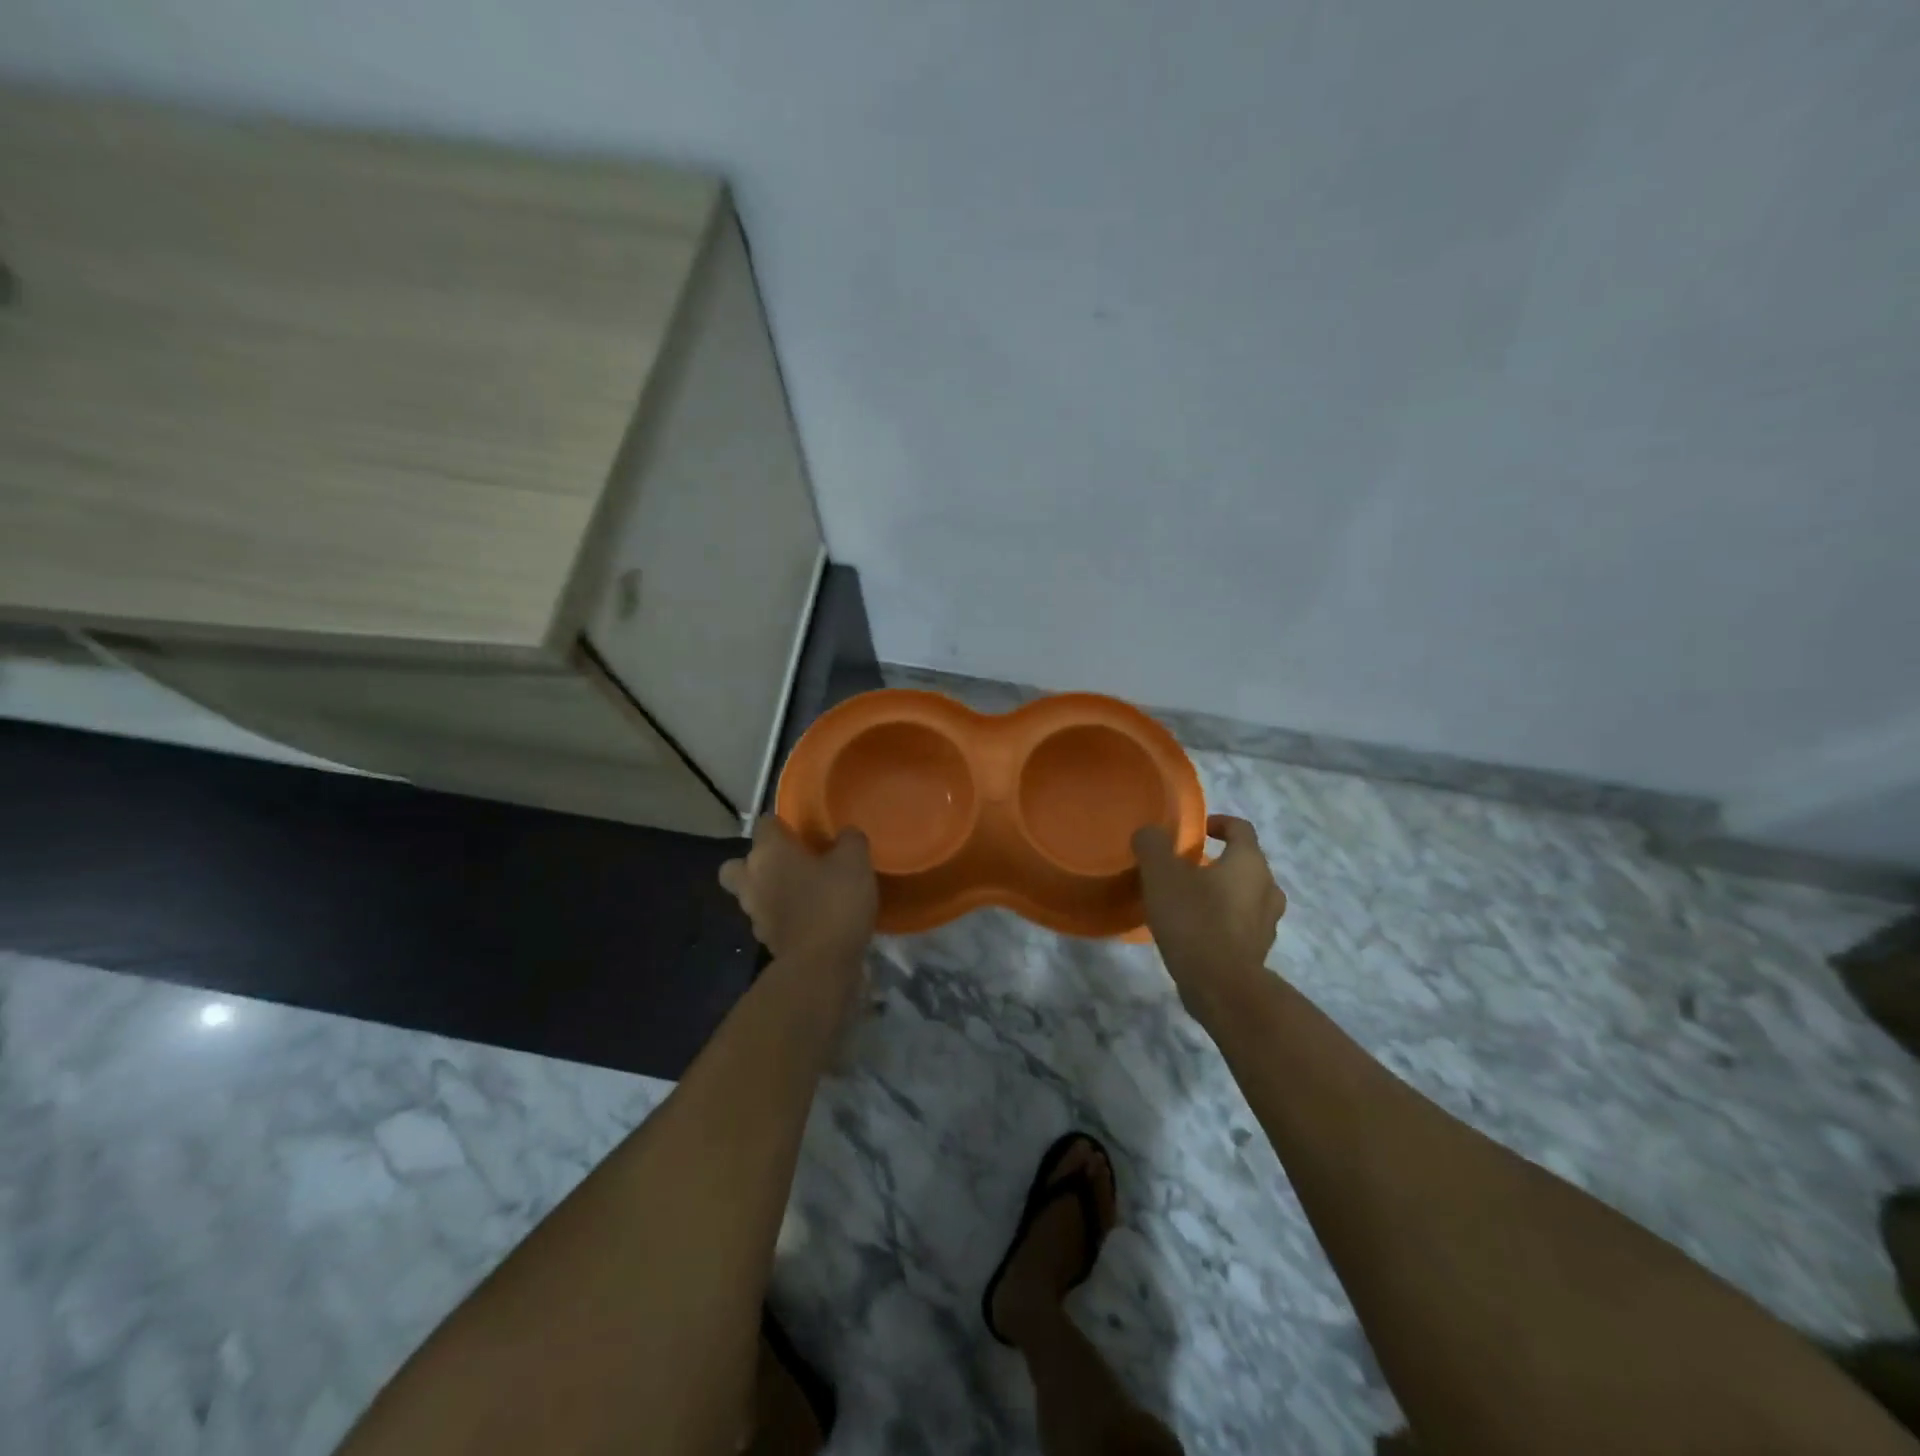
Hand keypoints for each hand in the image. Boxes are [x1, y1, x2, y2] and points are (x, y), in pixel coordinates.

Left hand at [719, 816, 876, 965]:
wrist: (820, 965)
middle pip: (737, 865)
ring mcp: (754, 913)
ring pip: (750, 894)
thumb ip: (850, 840)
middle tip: (786, 864)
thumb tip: (846, 834)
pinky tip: (807, 918)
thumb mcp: (855, 862)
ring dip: (767, 891)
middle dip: (755, 862)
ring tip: (801, 892)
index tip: (802, 831)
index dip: (781, 825)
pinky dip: (780, 916)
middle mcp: (752, 879)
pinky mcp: (765, 940)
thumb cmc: (833, 902)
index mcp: (769, 852)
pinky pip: (767, 919)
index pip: (764, 824)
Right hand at [1133, 815, 1286, 1011]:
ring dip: (1223, 892)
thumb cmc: (1194, 920)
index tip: (1196, 831)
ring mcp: (1267, 923)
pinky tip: (1195, 931)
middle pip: (1245, 863)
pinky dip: (1223, 921)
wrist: (1221, 987)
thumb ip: (1153, 845)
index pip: (1240, 828)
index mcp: (1249, 862)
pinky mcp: (1258, 952)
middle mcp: (1267, 888)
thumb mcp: (1162, 874)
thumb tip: (1150, 833)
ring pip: (1246, 896)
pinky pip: (1241, 924)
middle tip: (1186, 868)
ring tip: (1190, 900)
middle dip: (1218, 861)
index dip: (1218, 823)